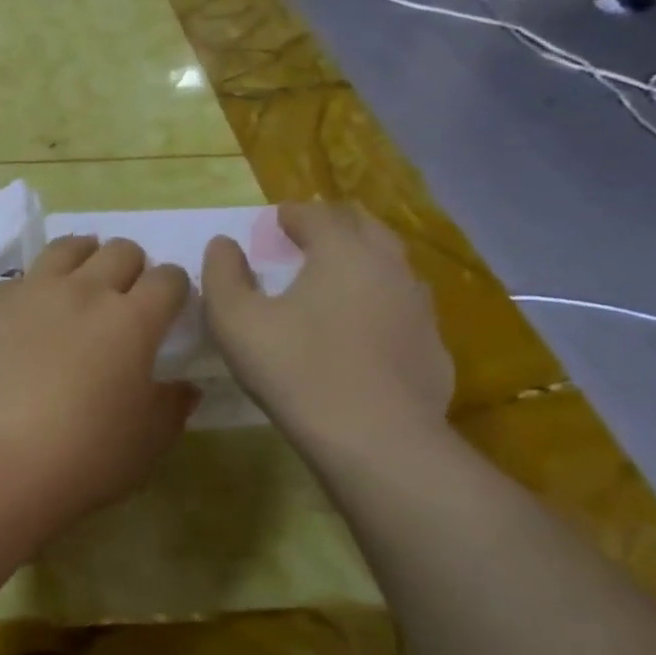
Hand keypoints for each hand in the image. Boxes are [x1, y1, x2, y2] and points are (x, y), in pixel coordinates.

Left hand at [0, 237, 197, 518]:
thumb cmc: (84, 456)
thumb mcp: (147, 443)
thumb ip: (171, 407)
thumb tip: (184, 387)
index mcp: (133, 320)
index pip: (168, 279)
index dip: (175, 288)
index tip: (169, 307)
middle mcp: (85, 291)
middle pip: (120, 251)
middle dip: (132, 267)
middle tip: (125, 296)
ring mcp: (33, 291)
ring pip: (67, 247)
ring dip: (84, 256)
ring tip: (81, 281)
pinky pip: (19, 279)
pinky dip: (32, 288)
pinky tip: (28, 315)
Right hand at [201, 203, 452, 453]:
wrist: (377, 440)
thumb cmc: (296, 369)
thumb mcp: (235, 320)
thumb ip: (222, 274)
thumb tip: (223, 244)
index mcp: (343, 251)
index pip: (318, 214)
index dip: (291, 214)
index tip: (274, 221)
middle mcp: (390, 267)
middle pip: (365, 228)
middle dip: (334, 225)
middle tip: (306, 238)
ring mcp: (420, 308)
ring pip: (390, 267)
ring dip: (361, 261)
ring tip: (334, 279)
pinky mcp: (433, 347)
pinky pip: (403, 309)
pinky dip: (379, 303)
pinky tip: (362, 329)